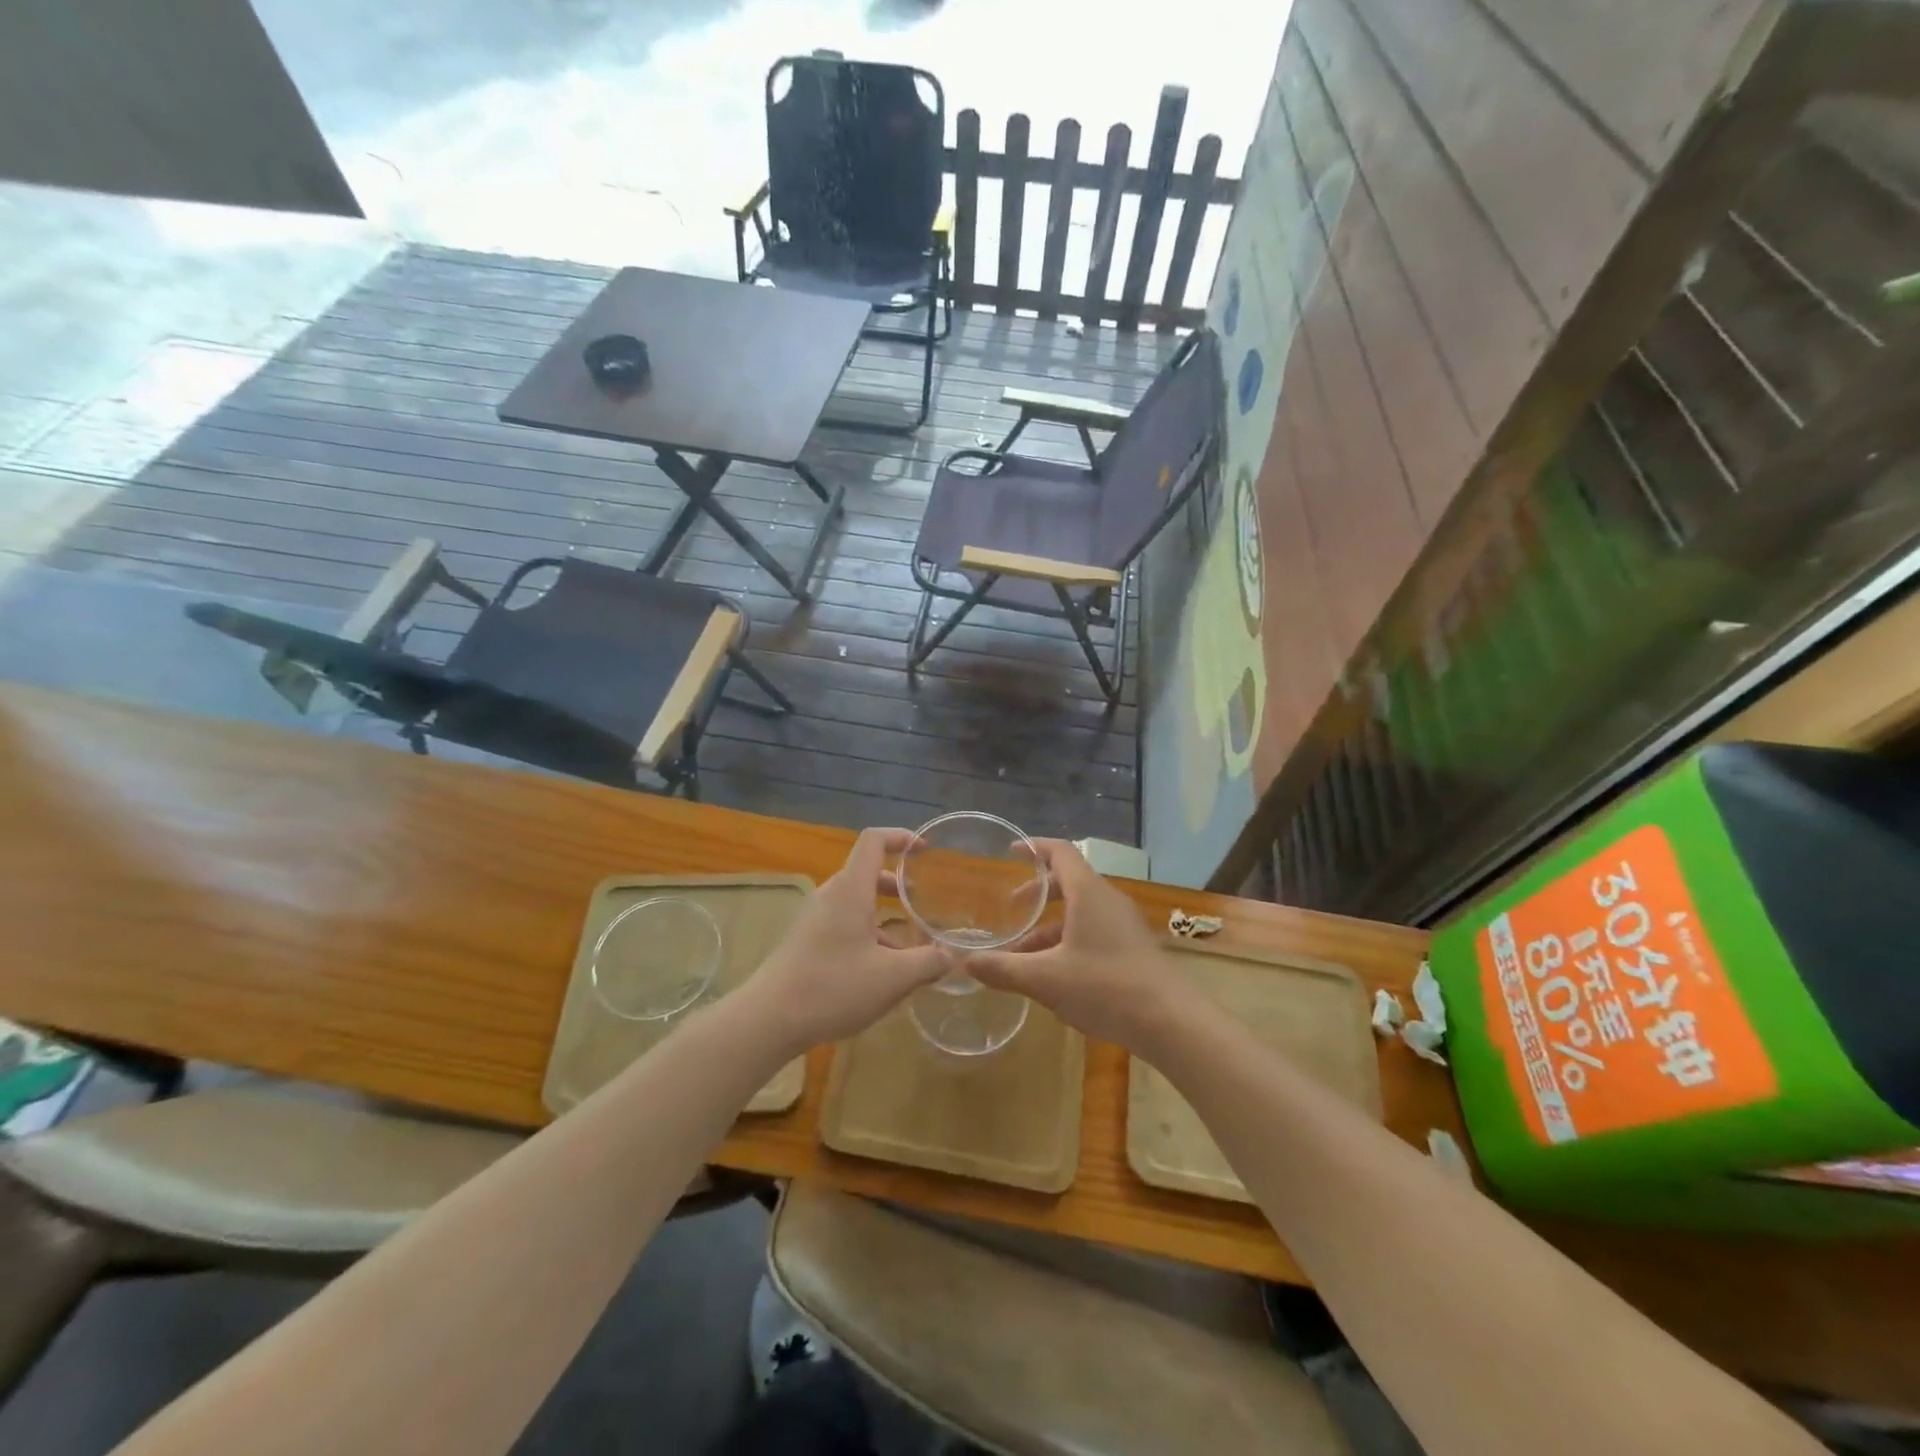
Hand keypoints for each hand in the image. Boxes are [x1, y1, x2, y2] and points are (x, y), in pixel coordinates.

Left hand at [751, 828, 946, 1050]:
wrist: (769, 1019)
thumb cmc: (833, 987)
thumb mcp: (892, 978)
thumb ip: (928, 963)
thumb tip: (951, 956)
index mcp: (850, 890)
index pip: (873, 841)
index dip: (900, 837)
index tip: (925, 850)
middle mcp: (831, 896)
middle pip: (866, 873)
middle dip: (896, 884)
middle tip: (921, 903)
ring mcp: (815, 919)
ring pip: (855, 902)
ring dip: (883, 914)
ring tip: (909, 945)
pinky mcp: (806, 942)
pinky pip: (843, 924)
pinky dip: (867, 933)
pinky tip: (881, 970)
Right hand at [967, 840, 1181, 1052]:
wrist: (1172, 1022)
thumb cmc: (1106, 987)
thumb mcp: (1046, 979)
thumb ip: (1003, 969)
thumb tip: (965, 963)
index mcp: (1088, 893)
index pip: (1060, 853)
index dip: (1034, 847)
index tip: (1010, 852)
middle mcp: (1108, 901)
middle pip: (1069, 883)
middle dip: (1038, 894)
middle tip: (1012, 909)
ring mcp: (1125, 925)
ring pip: (1081, 914)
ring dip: (1050, 928)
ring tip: (1023, 956)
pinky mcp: (1133, 950)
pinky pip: (1094, 933)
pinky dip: (1069, 943)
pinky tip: (1055, 978)